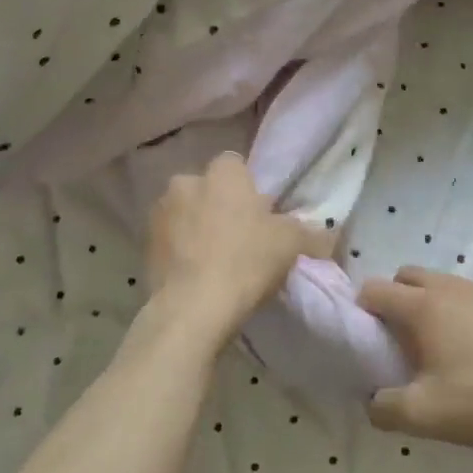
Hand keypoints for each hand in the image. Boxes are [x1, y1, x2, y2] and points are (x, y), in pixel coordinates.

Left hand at [145, 152, 333, 341]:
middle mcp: (186, 181)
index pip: (235, 165)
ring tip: (213, 260)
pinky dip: (179, 250)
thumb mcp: (292, 245)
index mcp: (223, 173)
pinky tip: (194, 274)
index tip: (259, 215)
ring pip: (185, 212)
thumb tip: (327, 232)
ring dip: (195, 226)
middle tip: (238, 238)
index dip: (247, 188)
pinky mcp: (144, 242)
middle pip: (208, 188)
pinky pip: (169, 238)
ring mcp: (161, 211)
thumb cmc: (247, 261)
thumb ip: (311, 232)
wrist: (194, 307)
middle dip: (218, 205)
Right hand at [359, 268, 472, 448]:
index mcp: (421, 306)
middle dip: (395, 299)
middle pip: (406, 276)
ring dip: (430, 304)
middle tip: (401, 339)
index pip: (375, 289)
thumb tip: (372, 401)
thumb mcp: (425, 415)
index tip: (367, 338)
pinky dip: (463, 313)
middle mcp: (448, 288)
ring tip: (442, 346)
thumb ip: (385, 408)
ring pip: (442, 284)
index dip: (362, 310)